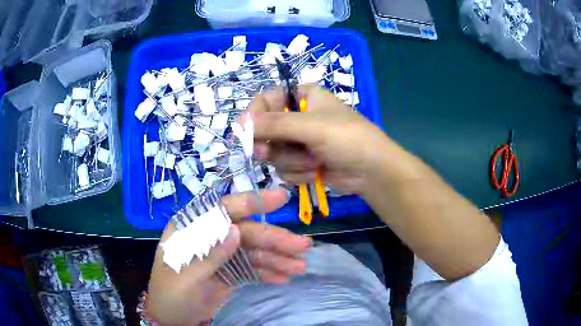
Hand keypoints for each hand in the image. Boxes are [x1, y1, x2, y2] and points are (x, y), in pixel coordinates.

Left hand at [147, 189, 311, 325]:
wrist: (172, 320)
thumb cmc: (171, 295)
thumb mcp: (186, 276)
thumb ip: (210, 253)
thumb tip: (237, 230)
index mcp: (193, 229)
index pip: (223, 209)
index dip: (252, 202)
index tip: (280, 198)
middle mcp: (210, 238)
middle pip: (246, 232)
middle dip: (274, 239)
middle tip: (303, 246)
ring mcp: (222, 256)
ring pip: (254, 251)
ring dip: (277, 258)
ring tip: (299, 267)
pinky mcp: (230, 273)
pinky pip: (253, 269)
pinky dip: (268, 273)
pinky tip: (283, 278)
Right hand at [248, 86, 392, 193]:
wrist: (372, 172)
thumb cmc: (348, 138)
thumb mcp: (311, 126)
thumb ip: (274, 124)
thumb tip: (238, 123)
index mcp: (302, 97)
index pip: (265, 101)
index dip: (253, 116)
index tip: (242, 133)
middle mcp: (298, 118)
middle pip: (265, 130)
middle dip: (271, 145)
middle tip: (266, 154)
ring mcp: (299, 142)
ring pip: (273, 153)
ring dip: (292, 161)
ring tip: (313, 161)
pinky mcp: (302, 163)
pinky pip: (284, 169)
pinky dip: (298, 173)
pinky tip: (316, 171)